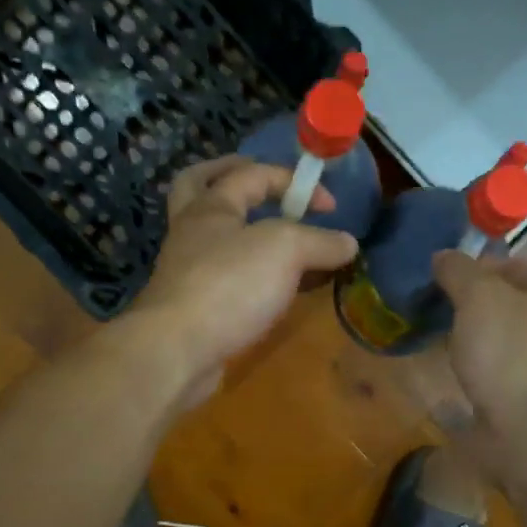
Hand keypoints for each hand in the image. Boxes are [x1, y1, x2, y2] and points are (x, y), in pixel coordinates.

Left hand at [131, 156, 358, 405]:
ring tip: (278, 240)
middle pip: (203, 187)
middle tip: (261, 183)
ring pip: (215, 238)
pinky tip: (272, 288)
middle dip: (232, 178)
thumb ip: (320, 242)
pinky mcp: (194, 307)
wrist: (177, 351)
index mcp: (210, 206)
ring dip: (245, 232)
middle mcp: (192, 232)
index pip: (252, 175)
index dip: (295, 182)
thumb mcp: (286, 251)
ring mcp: (189, 271)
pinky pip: (225, 278)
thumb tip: (349, 243)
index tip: (332, 208)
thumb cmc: (229, 285)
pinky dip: (249, 275)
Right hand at [431, 250, 526, 443]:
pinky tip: (462, 369)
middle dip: (474, 303)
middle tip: (440, 308)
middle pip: (510, 301)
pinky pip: (503, 366)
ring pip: (506, 335)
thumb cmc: (509, 354)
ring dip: (476, 334)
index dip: (476, 267)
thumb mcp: (478, 298)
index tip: (443, 280)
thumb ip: (459, 271)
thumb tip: (443, 256)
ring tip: (445, 338)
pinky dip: (482, 363)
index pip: (513, 264)